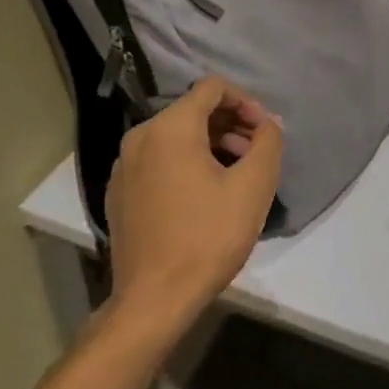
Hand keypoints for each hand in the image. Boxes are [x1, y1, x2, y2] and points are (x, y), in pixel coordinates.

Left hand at [103, 78, 283, 329]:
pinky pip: (158, 160)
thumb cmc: (208, 237)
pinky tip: (205, 195)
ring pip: (175, 136)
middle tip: (257, 152)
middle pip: (193, 110)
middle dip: (230, 124)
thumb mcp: (253, 186)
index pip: (212, 88)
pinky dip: (186, 162)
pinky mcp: (119, 192)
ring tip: (236, 174)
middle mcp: (140, 136)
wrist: (153, 299)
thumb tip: (268, 124)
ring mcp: (124, 166)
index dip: (246, 101)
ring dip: (211, 143)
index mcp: (170, 127)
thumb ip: (268, 142)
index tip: (265, 131)